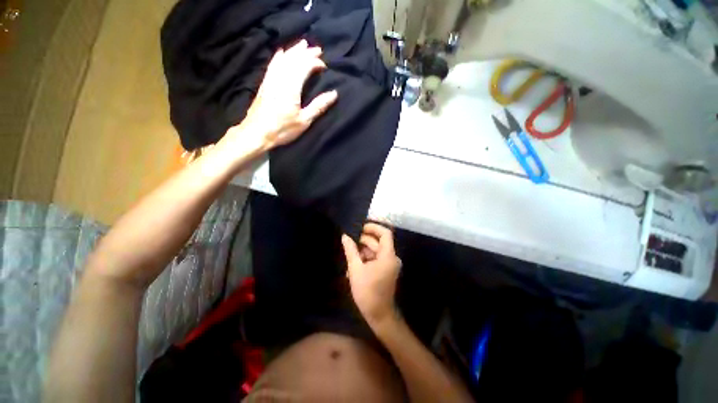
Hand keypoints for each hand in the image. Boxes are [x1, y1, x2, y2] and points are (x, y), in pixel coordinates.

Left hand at [225, 39, 337, 152]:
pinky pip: (273, 64)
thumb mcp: (304, 120)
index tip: (324, 66)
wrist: (257, 132)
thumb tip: (334, 94)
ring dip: (294, 51)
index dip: (315, 62)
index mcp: (292, 86)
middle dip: (306, 52)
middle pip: (294, 59)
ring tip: (303, 44)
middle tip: (317, 49)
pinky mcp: (265, 84)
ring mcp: (270, 79)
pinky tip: (281, 53)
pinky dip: (279, 57)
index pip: (304, 66)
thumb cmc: (282, 129)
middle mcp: (280, 78)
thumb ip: (318, 106)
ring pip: (283, 59)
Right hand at [342, 223, 402, 327]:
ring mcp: (389, 264)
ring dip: (362, 252)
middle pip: (378, 242)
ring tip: (349, 256)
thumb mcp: (356, 269)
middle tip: (349, 241)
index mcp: (388, 256)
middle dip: (363, 241)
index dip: (373, 227)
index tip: (360, 227)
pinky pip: (376, 259)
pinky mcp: (386, 270)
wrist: (379, 315)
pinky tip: (354, 266)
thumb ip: (351, 251)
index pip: (385, 233)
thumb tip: (345, 236)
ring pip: (375, 251)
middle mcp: (391, 258)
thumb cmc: (368, 292)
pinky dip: (365, 259)